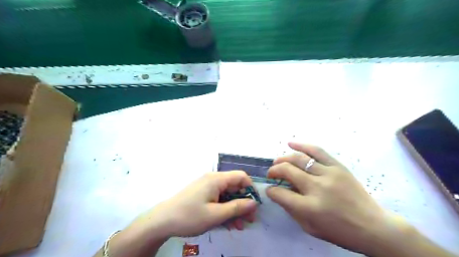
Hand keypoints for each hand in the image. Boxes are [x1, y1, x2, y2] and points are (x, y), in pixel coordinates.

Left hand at [134, 171, 258, 238]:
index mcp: (216, 179)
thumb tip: (254, 203)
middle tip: (249, 220)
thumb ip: (237, 207)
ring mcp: (207, 187)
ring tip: (239, 226)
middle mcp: (213, 179)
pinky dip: (224, 209)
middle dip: (243, 202)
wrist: (162, 221)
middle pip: (234, 187)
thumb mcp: (216, 215)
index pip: (241, 176)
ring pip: (227, 195)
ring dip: (235, 209)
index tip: (254, 205)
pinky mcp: (202, 194)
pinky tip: (228, 223)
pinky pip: (218, 199)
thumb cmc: (190, 216)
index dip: (250, 189)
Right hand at [266, 142, 402, 252]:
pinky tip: (290, 143)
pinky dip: (302, 145)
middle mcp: (317, 188)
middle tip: (271, 173)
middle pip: (287, 171)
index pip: (280, 193)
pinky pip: (317, 151)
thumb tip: (279, 192)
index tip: (269, 189)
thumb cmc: (339, 231)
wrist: (373, 226)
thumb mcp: (310, 228)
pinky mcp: (338, 166)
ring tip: (277, 161)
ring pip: (299, 159)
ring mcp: (329, 174)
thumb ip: (291, 209)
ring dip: (284, 158)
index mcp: (309, 208)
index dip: (270, 190)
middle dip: (274, 171)